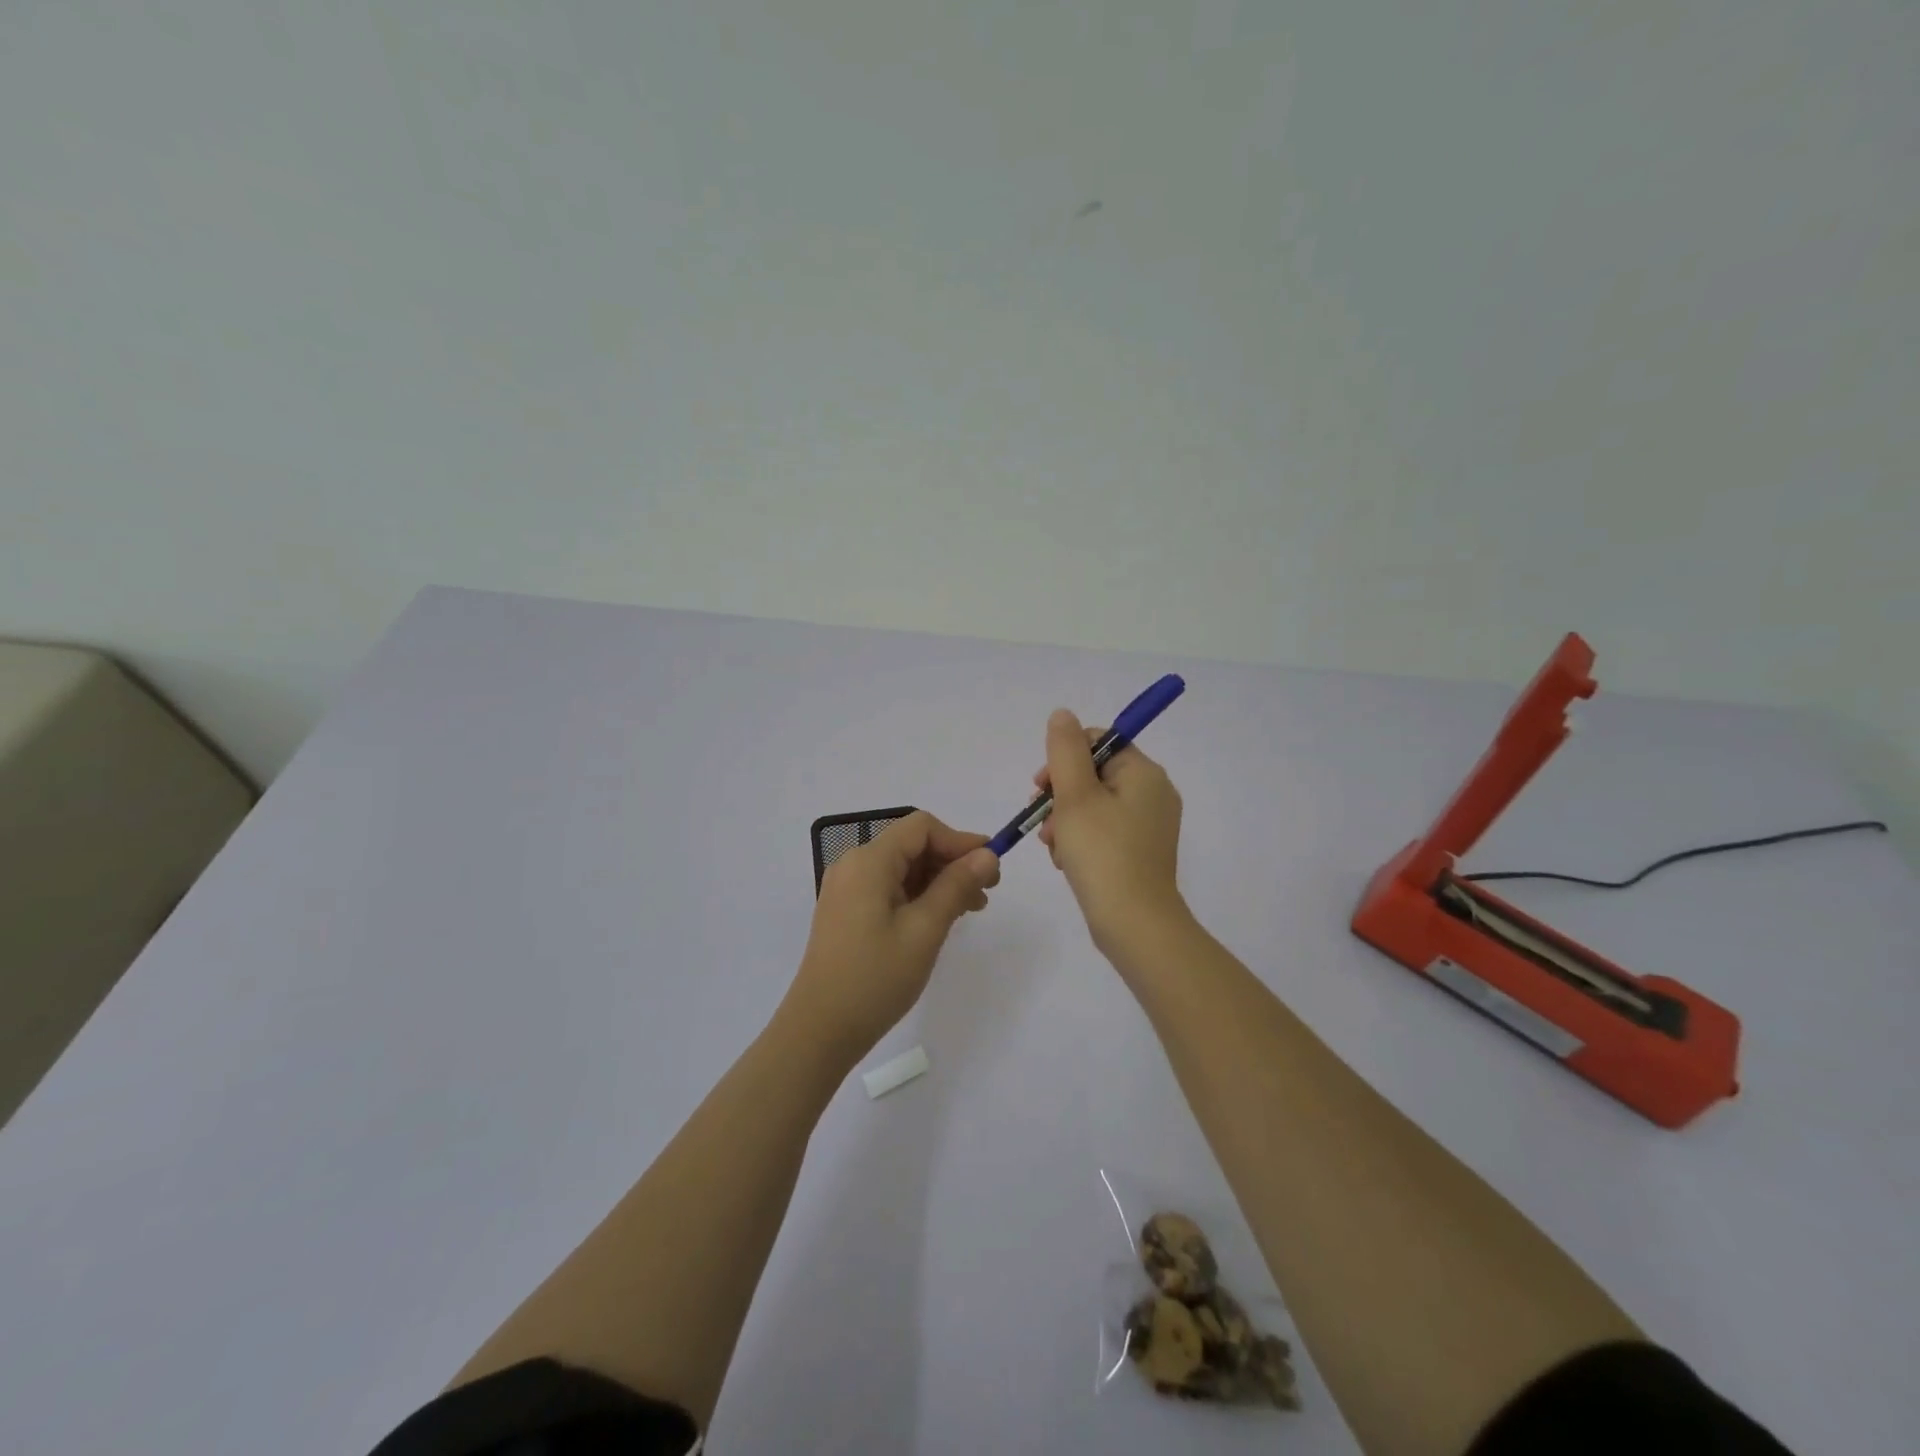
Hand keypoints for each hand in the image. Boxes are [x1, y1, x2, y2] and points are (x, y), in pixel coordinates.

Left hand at [783, 810, 1000, 1066]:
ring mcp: (847, 889)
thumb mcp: (925, 930)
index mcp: (869, 861)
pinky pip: (889, 888)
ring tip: (971, 909)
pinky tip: (941, 918)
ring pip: (903, 868)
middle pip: (912, 845)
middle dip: (952, 862)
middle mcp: (854, 865)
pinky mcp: (847, 911)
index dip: (960, 841)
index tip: (991, 868)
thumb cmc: (876, 978)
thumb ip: (956, 885)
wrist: (820, 1030)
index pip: (922, 828)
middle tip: (987, 893)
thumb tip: (987, 854)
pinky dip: (918, 895)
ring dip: (939, 880)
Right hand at [1035, 708, 1186, 954]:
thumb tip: (1063, 714)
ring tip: (1053, 848)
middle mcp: (1154, 793)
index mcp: (1144, 773)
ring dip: (1065, 820)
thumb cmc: (1102, 853)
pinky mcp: (1142, 852)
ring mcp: (1150, 825)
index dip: (1064, 758)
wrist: (1134, 924)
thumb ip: (1065, 750)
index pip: (1099, 742)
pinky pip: (1104, 831)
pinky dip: (1081, 840)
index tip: (1041, 787)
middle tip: (1043, 821)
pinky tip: (1066, 861)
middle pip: (1094, 774)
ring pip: (1094, 805)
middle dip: (1060, 795)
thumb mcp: (1075, 796)